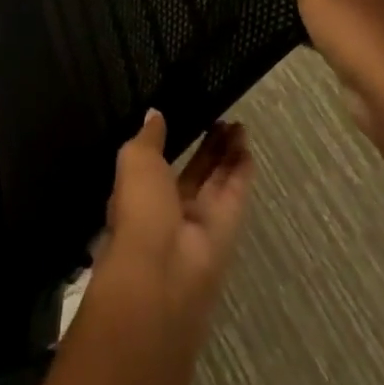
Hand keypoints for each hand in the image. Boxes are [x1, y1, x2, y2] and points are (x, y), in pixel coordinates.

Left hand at [97, 112, 253, 339]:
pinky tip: (247, 146)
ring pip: (217, 181)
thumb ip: (149, 137)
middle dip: (207, 147)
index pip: (158, 164)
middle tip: (221, 117)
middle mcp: (171, 209)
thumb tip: (154, 114)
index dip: (172, 141)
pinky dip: (241, 171)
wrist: (162, 270)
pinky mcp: (226, 230)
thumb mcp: (136, 160)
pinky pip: (234, 195)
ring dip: (227, 154)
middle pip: (194, 172)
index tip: (185, 115)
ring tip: (238, 124)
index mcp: (141, 194)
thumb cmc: (140, 208)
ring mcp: (200, 221)